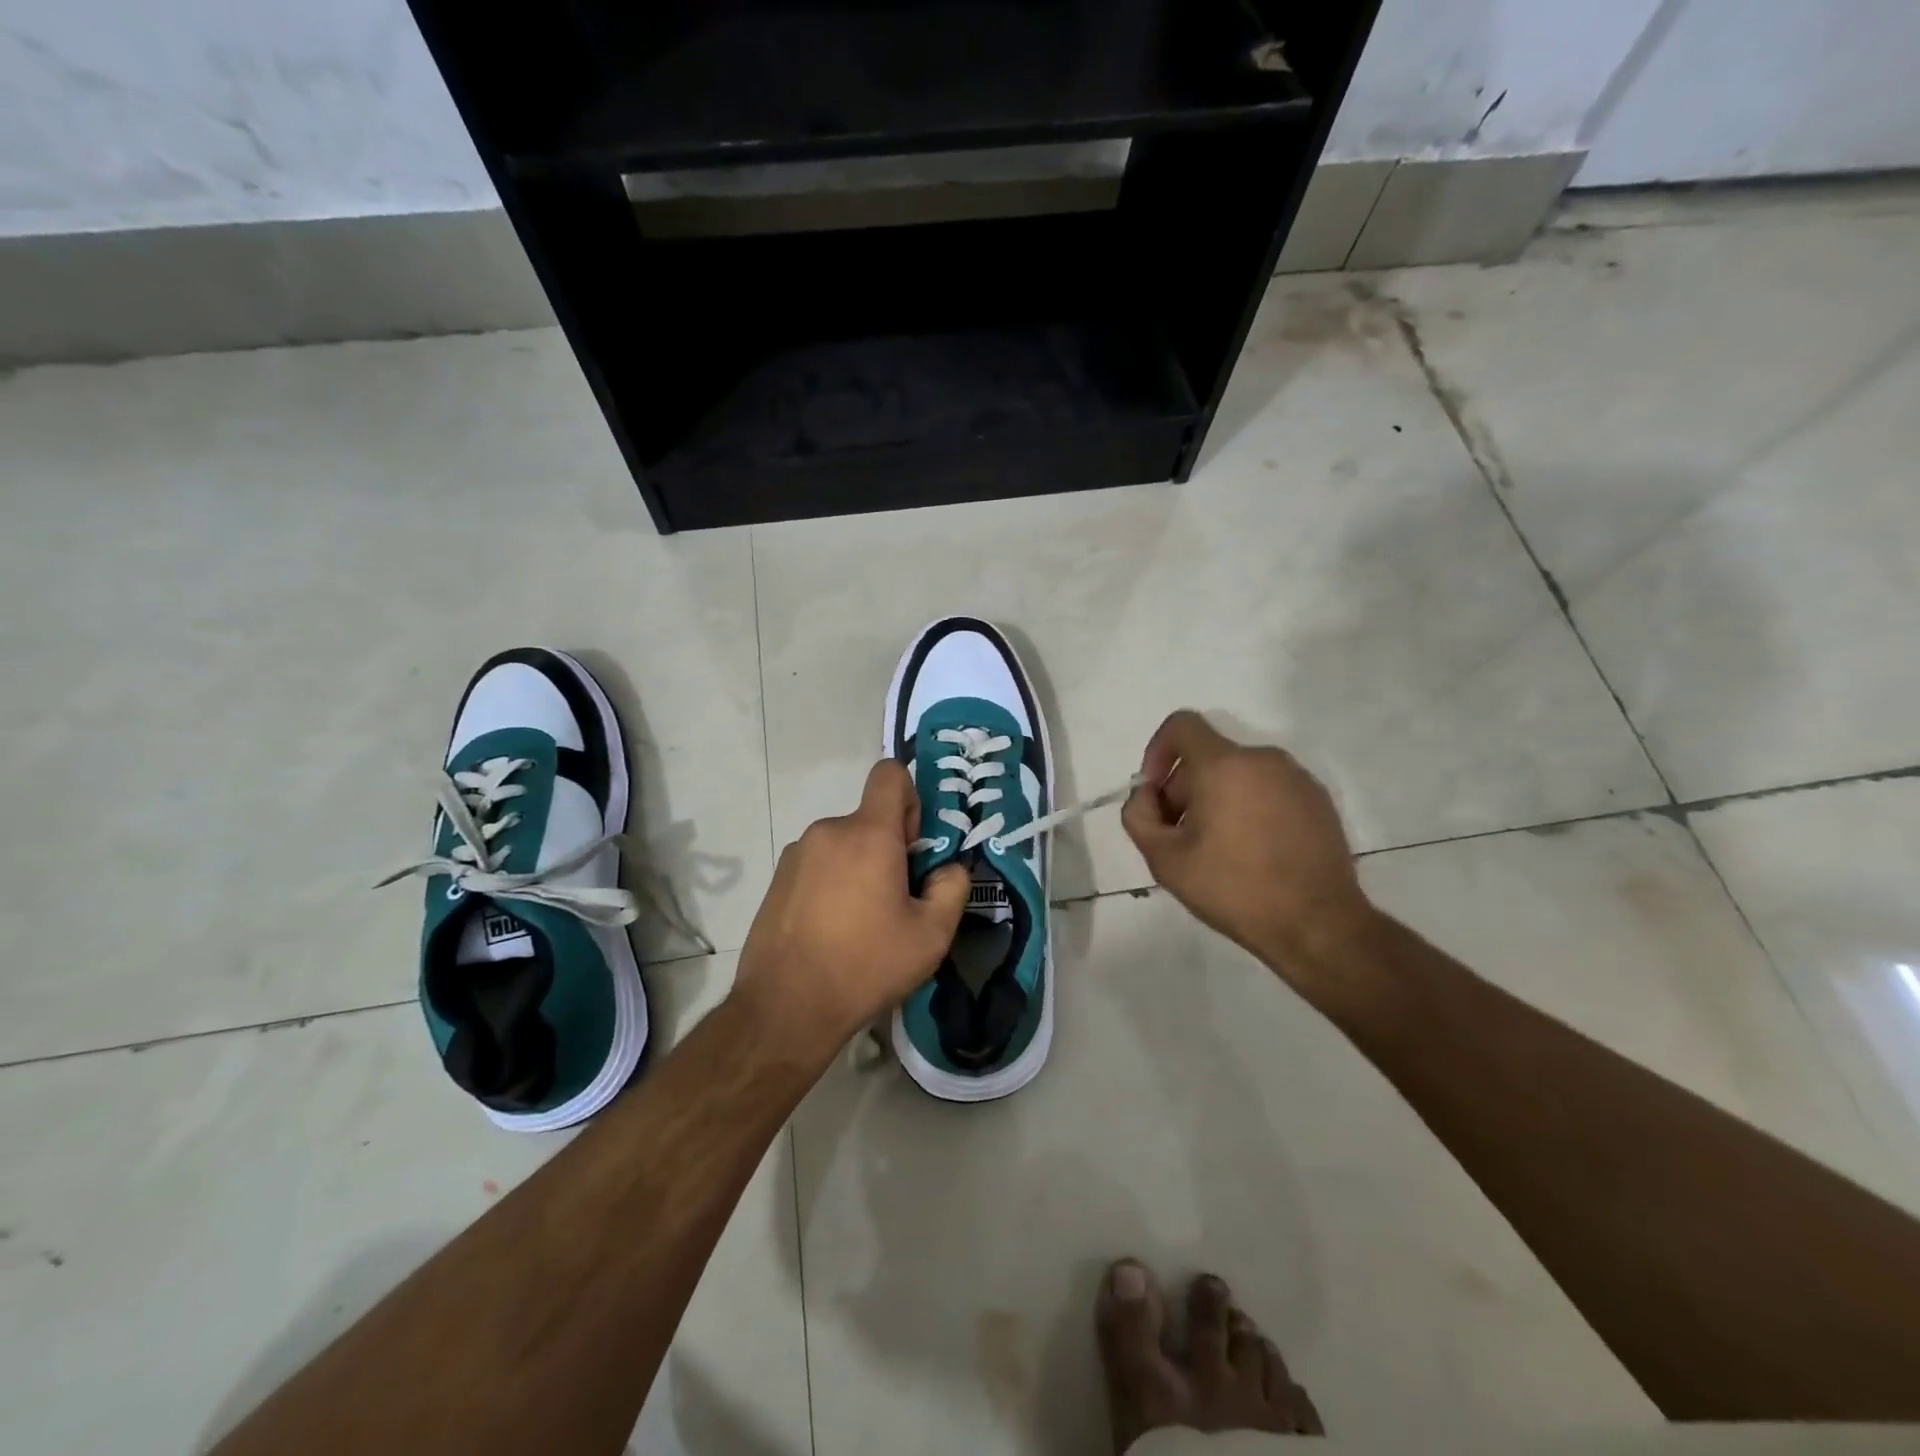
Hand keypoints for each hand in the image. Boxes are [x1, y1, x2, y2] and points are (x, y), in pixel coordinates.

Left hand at [733, 760, 970, 1059]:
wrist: (785, 1007)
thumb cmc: (866, 965)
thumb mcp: (931, 935)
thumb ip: (952, 888)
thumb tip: (948, 868)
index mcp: (868, 834)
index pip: (890, 774)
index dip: (910, 799)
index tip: (913, 846)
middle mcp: (828, 831)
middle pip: (869, 819)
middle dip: (889, 849)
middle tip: (896, 902)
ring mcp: (796, 855)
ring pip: (843, 845)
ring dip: (859, 869)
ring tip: (861, 924)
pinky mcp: (777, 880)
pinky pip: (818, 865)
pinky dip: (832, 884)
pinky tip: (832, 932)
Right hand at [1121, 711, 1374, 982]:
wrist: (1318, 924)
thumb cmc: (1234, 889)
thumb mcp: (1165, 860)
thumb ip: (1138, 816)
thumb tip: (1146, 795)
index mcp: (1224, 765)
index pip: (1181, 725)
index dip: (1157, 751)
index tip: (1156, 794)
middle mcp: (1263, 759)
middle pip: (1209, 754)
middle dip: (1185, 786)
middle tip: (1180, 834)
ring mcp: (1296, 778)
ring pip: (1240, 773)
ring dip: (1217, 798)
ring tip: (1217, 847)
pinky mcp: (1318, 800)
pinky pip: (1269, 789)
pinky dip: (1250, 806)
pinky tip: (1252, 851)